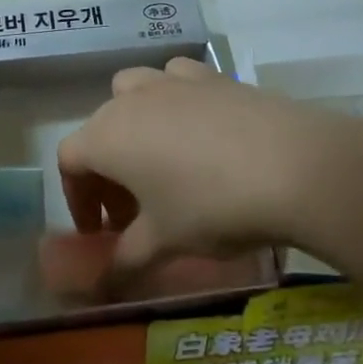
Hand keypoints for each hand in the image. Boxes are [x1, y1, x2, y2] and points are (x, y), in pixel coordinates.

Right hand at [56, 57, 362, 279]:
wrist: (292, 165)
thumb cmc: (211, 206)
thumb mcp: (164, 242)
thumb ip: (126, 261)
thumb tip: (104, 287)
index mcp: (106, 137)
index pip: (69, 161)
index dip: (77, 198)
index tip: (100, 231)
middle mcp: (131, 99)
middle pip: (100, 128)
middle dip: (107, 170)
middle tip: (132, 211)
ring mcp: (171, 81)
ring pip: (133, 91)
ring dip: (134, 124)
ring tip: (161, 161)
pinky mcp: (211, 75)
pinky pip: (176, 80)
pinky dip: (175, 99)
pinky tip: (198, 128)